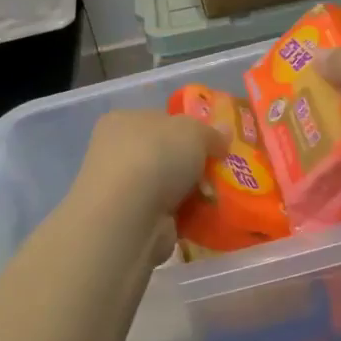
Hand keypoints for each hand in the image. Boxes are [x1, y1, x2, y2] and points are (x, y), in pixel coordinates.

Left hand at [71, 109, 225, 219]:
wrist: (128, 215)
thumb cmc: (155, 157)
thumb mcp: (193, 131)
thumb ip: (211, 132)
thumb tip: (224, 133)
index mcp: (122, 121)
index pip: (159, 120)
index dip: (188, 129)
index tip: (213, 143)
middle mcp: (116, 152)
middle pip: (165, 154)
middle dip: (192, 165)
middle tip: (219, 171)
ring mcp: (122, 189)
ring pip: (167, 186)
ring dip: (192, 192)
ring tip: (216, 196)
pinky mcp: (131, 220)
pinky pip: (167, 213)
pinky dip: (185, 215)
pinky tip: (204, 216)